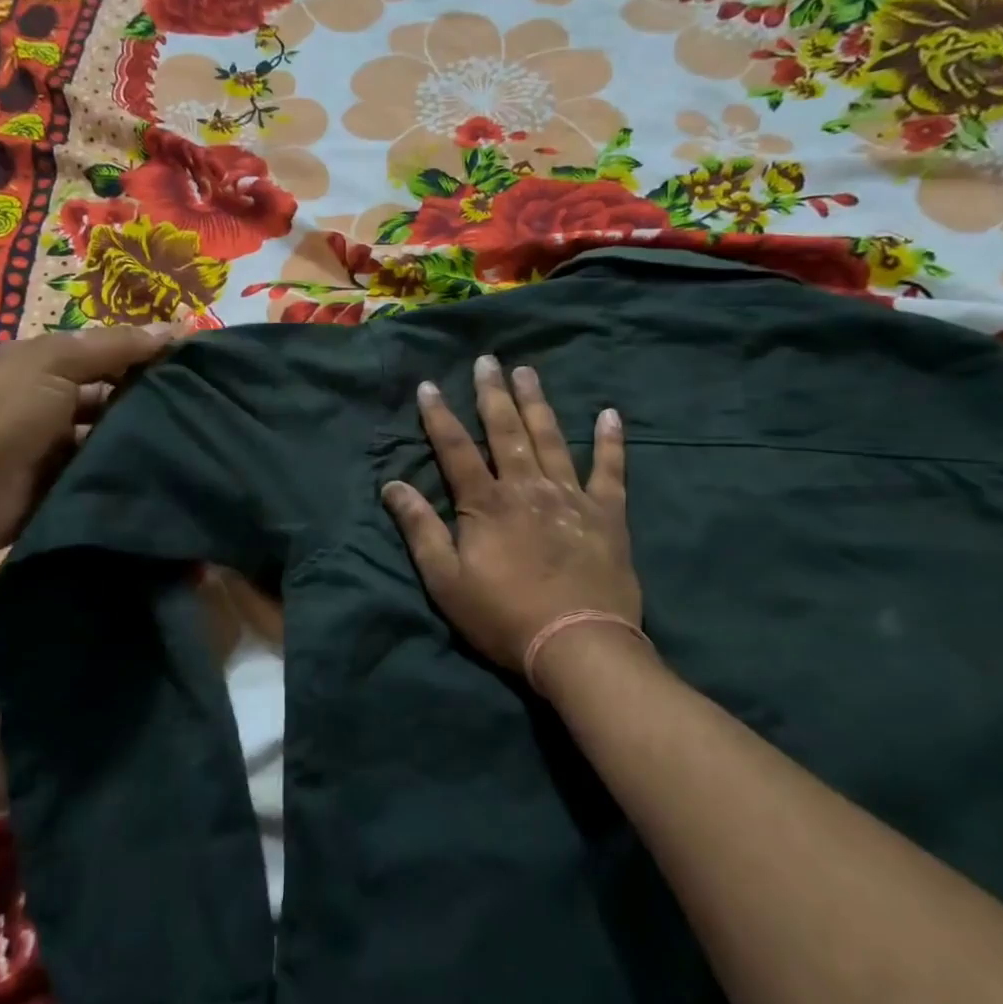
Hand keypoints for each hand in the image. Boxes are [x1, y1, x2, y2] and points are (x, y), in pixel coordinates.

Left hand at [0, 323, 179, 559]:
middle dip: (151, 402)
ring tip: (197, 444)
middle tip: (204, 409)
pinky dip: (129, 476)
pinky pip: (105, 477)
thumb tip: (176, 329)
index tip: (197, 366)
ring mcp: (60, 452)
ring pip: (113, 441)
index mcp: (48, 368)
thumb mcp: (56, 362)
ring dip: (143, 442)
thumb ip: (114, 347)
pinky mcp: (66, 490)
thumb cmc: (5, 410)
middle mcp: (55, 406)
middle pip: (114, 400)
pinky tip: (170, 474)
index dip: (147, 357)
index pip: (108, 357)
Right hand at [381, 354, 643, 676]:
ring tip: (528, 371)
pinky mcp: (607, 514)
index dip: (439, 416)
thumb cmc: (502, 616)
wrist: (576, 643)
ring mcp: (571, 496)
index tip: (429, 385)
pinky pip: (610, 470)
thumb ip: (420, 529)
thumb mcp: (445, 580)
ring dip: (538, 403)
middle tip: (488, 360)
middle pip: (506, 431)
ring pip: (551, 438)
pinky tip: (610, 414)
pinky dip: (610, 441)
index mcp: (485, 503)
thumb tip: (392, 485)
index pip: (455, 448)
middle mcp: (526, 487)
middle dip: (493, 394)